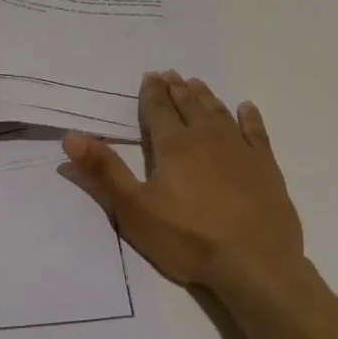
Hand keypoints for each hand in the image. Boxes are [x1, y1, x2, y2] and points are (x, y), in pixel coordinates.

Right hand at [62, 71, 303, 297]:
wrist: (255, 265)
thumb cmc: (188, 239)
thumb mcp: (134, 209)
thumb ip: (104, 171)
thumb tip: (71, 136)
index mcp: (174, 146)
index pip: (158, 110)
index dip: (152, 92)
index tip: (150, 76)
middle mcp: (207, 138)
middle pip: (189, 106)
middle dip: (177, 89)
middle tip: (171, 73)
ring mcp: (240, 151)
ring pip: (219, 114)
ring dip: (206, 97)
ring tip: (197, 83)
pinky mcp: (266, 168)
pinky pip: (256, 133)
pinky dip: (250, 118)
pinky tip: (247, 108)